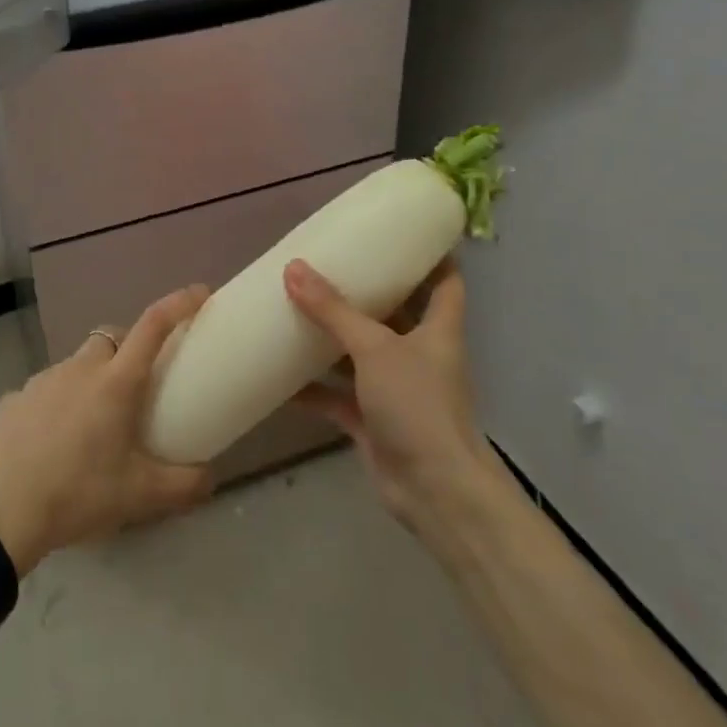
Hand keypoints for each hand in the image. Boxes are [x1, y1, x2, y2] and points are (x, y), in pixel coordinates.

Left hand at [0, 285, 214, 574]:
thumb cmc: (78, 494)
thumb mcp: (140, 496)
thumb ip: (184, 485)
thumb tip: (213, 477)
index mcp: (115, 382)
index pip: (153, 326)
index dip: (178, 304)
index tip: (199, 293)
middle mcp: (80, 368)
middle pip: (110, 338)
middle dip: (128, 348)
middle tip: (137, 385)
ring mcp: (42, 379)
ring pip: (76, 364)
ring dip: (92, 379)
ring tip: (94, 423)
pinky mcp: (13, 398)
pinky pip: (45, 390)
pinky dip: (58, 403)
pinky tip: (54, 440)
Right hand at [285, 258, 508, 547]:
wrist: (435, 492)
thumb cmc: (417, 405)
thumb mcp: (374, 348)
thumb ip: (333, 311)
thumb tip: (292, 267)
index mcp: (437, 330)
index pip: (445, 282)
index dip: (431, 256)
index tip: (402, 234)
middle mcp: (420, 355)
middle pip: (397, 314)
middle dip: (368, 293)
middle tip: (331, 265)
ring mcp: (397, 390)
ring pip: (362, 354)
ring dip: (334, 338)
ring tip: (297, 308)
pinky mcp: (374, 421)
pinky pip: (339, 396)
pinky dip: (314, 388)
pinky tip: (281, 376)